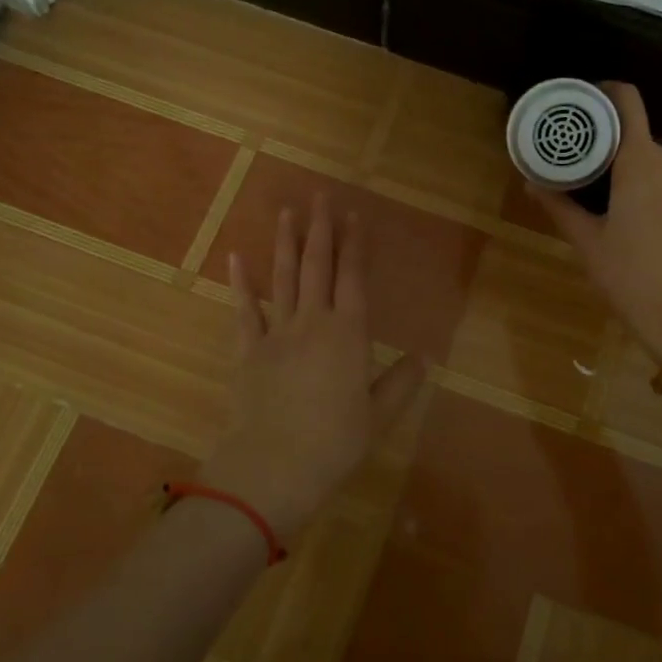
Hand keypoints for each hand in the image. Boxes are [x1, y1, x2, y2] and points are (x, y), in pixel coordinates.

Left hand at [201, 194, 425, 541]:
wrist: (274, 466)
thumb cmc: (334, 442)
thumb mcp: (379, 416)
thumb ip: (401, 383)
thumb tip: (424, 357)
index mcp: (349, 334)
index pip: (354, 278)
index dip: (355, 246)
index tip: (354, 216)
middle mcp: (313, 322)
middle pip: (318, 267)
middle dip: (321, 229)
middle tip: (320, 196)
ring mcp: (277, 333)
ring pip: (283, 278)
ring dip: (286, 243)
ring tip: (287, 211)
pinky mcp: (248, 350)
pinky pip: (244, 310)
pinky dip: (240, 283)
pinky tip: (237, 256)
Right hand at [530, 82, 661, 361]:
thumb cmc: (634, 281)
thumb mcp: (589, 245)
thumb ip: (561, 207)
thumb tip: (532, 182)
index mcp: (641, 163)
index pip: (627, 102)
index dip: (608, 95)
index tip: (591, 106)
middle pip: (646, 148)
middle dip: (626, 165)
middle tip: (606, 196)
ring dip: (655, 189)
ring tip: (642, 228)